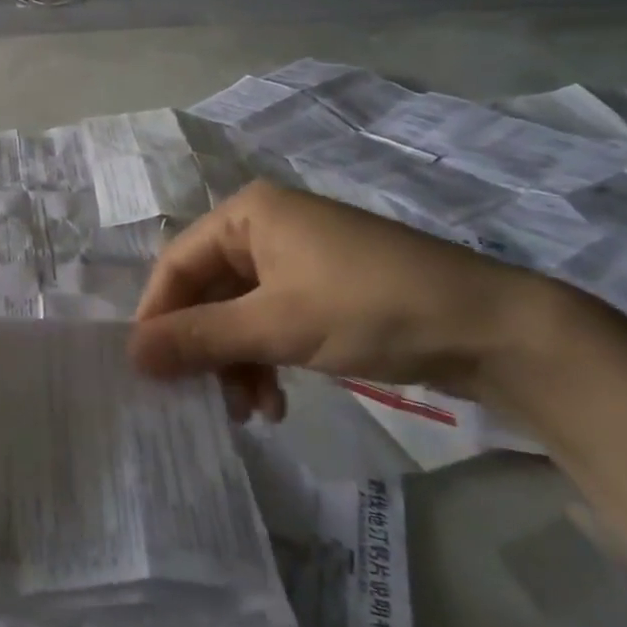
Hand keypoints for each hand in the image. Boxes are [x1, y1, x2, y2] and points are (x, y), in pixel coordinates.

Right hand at [130, 182, 553, 419]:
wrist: (496, 330)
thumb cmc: (370, 308)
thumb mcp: (276, 326)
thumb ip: (199, 339)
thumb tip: (129, 354)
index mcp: (247, 215)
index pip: (177, 263)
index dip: (158, 316)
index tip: (148, 370)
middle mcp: (266, 228)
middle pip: (208, 290)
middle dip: (204, 348)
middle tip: (201, 398)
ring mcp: (299, 259)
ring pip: (239, 312)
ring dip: (236, 362)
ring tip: (249, 412)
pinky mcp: (325, 289)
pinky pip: (272, 321)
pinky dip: (266, 359)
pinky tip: (276, 402)